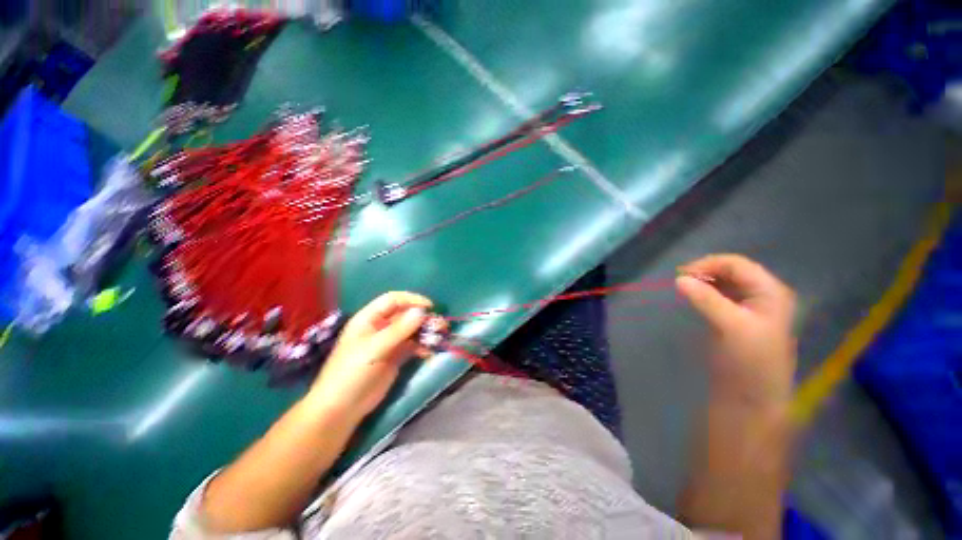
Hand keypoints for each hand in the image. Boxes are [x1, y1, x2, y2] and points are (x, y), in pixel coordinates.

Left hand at [307, 292, 432, 420]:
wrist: (342, 408)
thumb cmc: (352, 372)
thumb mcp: (375, 348)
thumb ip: (399, 330)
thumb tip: (422, 312)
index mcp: (369, 318)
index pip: (393, 300)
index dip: (412, 300)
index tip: (430, 306)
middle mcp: (381, 326)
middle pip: (405, 314)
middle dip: (423, 317)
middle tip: (440, 324)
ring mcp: (389, 342)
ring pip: (412, 329)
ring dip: (426, 331)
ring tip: (440, 336)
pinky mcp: (396, 356)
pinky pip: (413, 345)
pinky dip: (423, 346)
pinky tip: (429, 352)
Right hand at [676, 254, 796, 407]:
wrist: (751, 395)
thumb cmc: (749, 360)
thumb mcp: (731, 327)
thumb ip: (706, 299)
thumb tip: (679, 279)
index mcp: (770, 292)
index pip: (737, 264)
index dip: (709, 264)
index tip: (681, 274)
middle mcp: (762, 294)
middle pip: (730, 271)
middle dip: (704, 272)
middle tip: (679, 281)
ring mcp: (749, 306)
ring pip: (723, 282)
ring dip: (702, 282)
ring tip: (682, 288)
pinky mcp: (736, 317)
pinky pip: (718, 295)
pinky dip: (703, 292)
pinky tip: (691, 297)